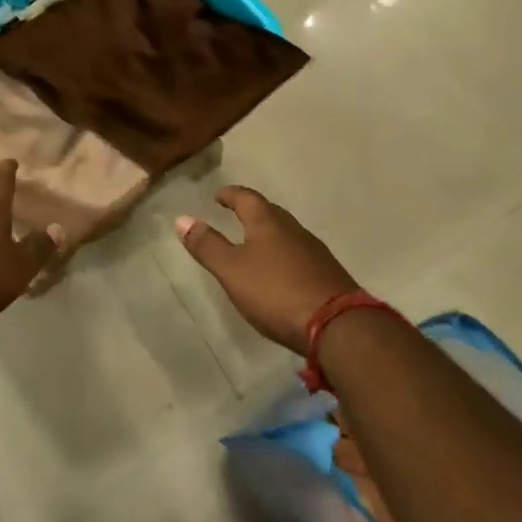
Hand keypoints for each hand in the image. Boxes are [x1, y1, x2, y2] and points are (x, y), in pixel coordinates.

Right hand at [176, 186, 359, 352]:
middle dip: (252, 211)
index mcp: (268, 222)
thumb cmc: (277, 292)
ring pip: (287, 233)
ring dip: (270, 234)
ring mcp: (315, 252)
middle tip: (236, 214)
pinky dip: (286, 255)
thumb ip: (207, 246)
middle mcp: (293, 229)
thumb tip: (182, 218)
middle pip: (270, 212)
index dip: (230, 194)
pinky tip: (282, 272)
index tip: (219, 196)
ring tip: (256, 244)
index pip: (246, 197)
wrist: (339, 327)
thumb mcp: (232, 271)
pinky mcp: (329, 275)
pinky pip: (300, 254)